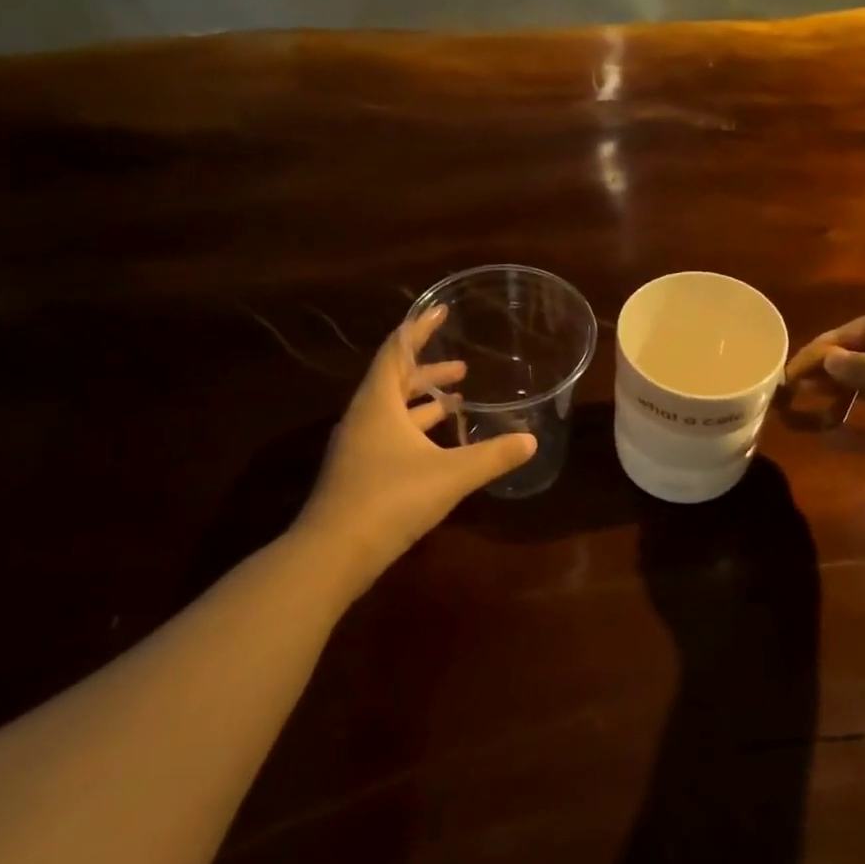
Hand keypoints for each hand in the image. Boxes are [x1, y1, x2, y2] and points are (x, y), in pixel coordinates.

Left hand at [296, 305, 535, 579]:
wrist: (334, 553)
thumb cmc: (390, 499)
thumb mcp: (451, 475)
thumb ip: (493, 455)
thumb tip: (530, 440)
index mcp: (379, 403)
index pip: (398, 350)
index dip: (420, 328)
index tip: (440, 310)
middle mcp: (364, 417)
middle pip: (395, 380)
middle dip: (429, 371)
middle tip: (463, 367)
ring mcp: (359, 446)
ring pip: (394, 411)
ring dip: (425, 402)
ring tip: (459, 400)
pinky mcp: (361, 472)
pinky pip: (392, 436)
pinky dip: (417, 431)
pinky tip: (441, 446)